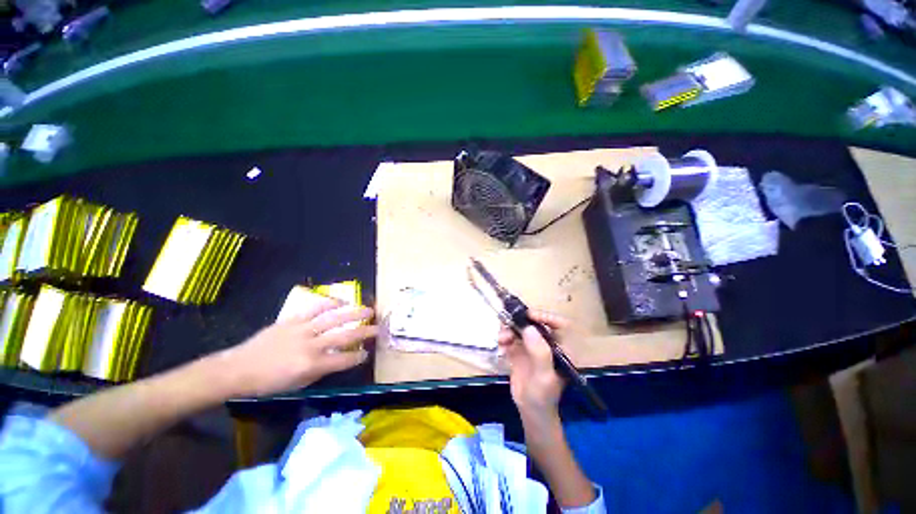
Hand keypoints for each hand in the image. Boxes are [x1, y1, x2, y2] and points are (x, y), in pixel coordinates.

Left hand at [212, 298, 376, 397]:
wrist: (238, 369)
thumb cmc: (268, 383)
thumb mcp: (297, 384)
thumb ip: (320, 370)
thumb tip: (337, 359)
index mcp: (312, 365)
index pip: (344, 360)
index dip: (358, 357)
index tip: (367, 353)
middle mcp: (312, 345)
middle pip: (345, 336)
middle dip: (365, 332)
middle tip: (379, 327)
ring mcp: (303, 330)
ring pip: (334, 318)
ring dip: (354, 314)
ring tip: (368, 310)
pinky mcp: (293, 320)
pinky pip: (315, 308)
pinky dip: (329, 303)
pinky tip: (341, 301)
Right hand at [498, 311, 568, 419]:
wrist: (530, 412)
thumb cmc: (544, 396)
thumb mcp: (544, 376)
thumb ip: (539, 352)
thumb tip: (529, 328)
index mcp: (561, 348)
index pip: (559, 324)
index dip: (546, 316)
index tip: (529, 315)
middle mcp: (547, 344)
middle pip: (536, 324)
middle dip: (521, 321)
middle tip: (508, 321)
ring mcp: (532, 347)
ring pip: (521, 329)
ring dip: (510, 330)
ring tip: (502, 338)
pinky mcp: (520, 351)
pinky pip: (512, 338)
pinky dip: (505, 338)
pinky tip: (501, 344)